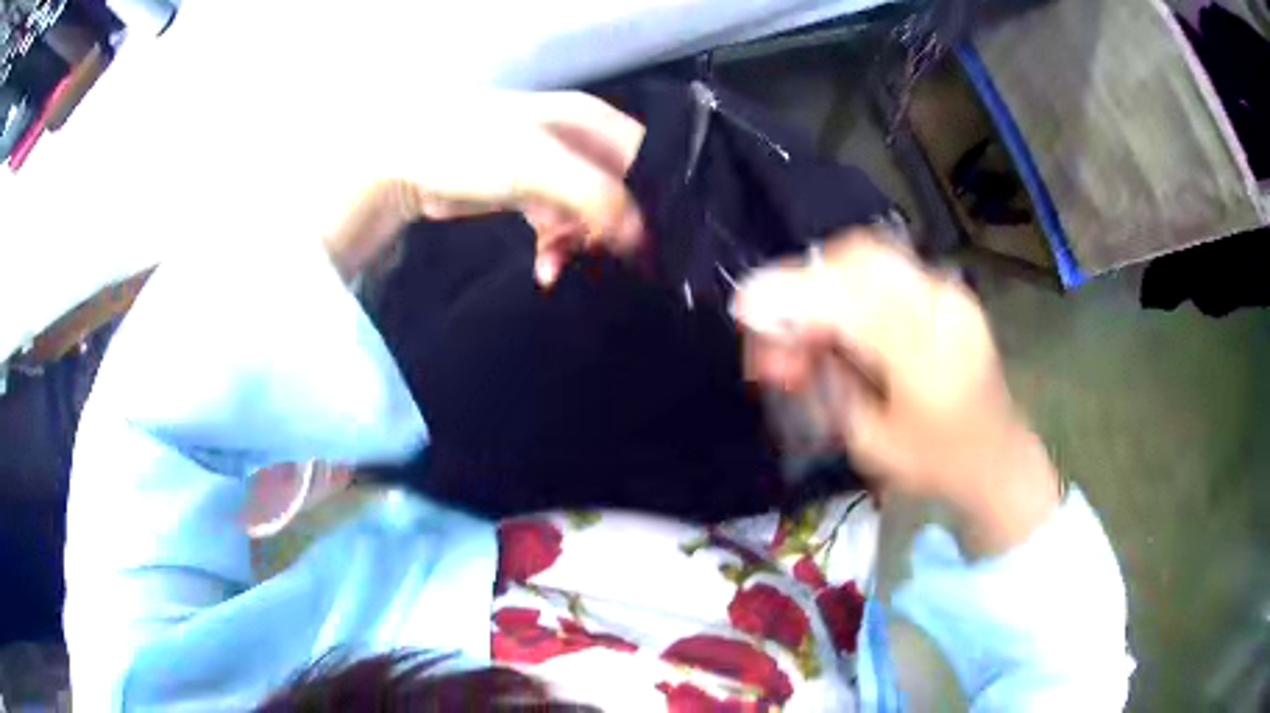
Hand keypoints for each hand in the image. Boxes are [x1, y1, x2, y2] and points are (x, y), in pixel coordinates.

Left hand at [324, 91, 645, 285]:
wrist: (406, 163)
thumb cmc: (474, 150)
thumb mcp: (540, 167)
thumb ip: (598, 198)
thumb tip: (642, 237)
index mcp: (591, 120)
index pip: (647, 159)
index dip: (656, 200)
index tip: (655, 244)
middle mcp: (578, 139)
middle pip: (622, 189)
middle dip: (616, 229)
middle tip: (606, 261)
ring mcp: (553, 166)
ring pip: (590, 212)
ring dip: (581, 244)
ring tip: (558, 266)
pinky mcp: (528, 191)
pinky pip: (559, 224)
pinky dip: (556, 248)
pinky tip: (545, 268)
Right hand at [734, 230, 1059, 553]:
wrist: (997, 457)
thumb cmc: (934, 463)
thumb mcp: (870, 442)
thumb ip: (829, 384)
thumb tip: (785, 341)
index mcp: (927, 359)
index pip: (851, 305)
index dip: (794, 297)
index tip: (745, 305)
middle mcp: (943, 309)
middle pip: (860, 262)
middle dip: (806, 285)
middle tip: (779, 329)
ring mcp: (950, 294)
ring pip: (872, 257)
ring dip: (826, 280)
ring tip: (807, 326)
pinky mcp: (949, 292)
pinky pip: (888, 269)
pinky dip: (850, 283)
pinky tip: (839, 317)